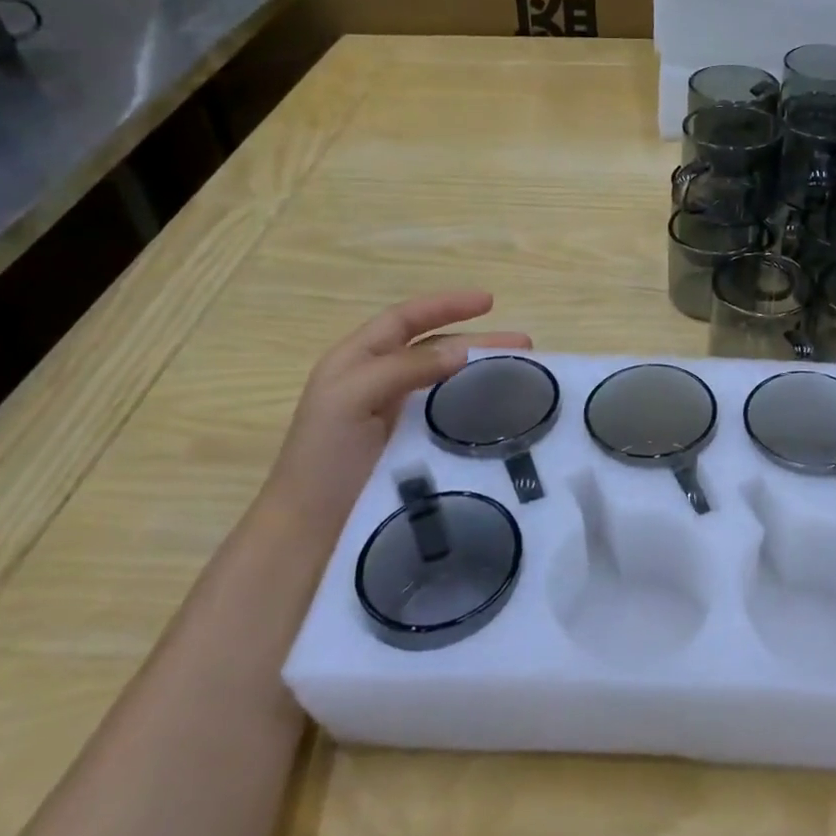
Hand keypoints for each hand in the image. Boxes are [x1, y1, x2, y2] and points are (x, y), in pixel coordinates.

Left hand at [259, 290, 531, 534]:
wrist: (310, 534)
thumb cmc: (324, 459)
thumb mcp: (351, 397)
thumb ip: (404, 367)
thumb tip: (462, 351)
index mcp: (357, 362)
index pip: (406, 319)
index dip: (445, 305)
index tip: (490, 302)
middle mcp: (380, 383)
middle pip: (436, 350)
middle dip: (479, 342)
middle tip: (526, 346)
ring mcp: (399, 419)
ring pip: (449, 383)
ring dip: (484, 374)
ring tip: (524, 375)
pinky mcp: (415, 450)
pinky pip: (452, 418)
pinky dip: (478, 409)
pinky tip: (503, 415)